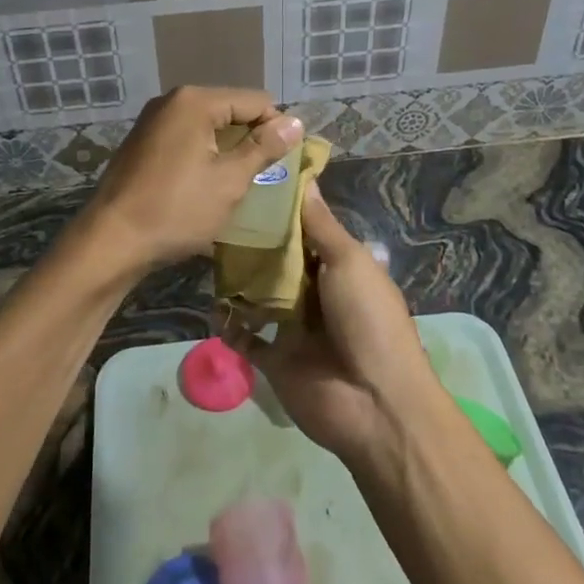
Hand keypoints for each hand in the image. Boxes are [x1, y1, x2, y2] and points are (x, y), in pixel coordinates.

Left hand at [77, 86, 302, 278]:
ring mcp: (152, 121)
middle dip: (250, 138)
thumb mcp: (230, 180)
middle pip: (229, 109)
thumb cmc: (176, 209)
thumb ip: (263, 148)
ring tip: (238, 181)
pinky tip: (206, 183)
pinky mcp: (142, 142)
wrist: (111, 241)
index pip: (255, 100)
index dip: (276, 128)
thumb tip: (295, 122)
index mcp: (195, 101)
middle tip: (264, 175)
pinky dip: (203, 154)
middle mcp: (172, 101)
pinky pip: (186, 138)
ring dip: (227, 148)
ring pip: (207, 125)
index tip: (285, 163)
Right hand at [236, 188, 438, 471]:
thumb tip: (306, 179)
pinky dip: (231, 325)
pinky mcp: (276, 359)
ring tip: (209, 258)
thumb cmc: (368, 320)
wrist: (374, 403)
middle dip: (254, 245)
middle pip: (279, 262)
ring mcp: (295, 328)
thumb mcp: (350, 262)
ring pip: (260, 296)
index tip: (250, 185)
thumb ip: (321, 226)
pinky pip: (247, 338)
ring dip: (239, 282)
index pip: (306, 232)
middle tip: (218, 219)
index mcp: (340, 268)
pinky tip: (214, 308)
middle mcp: (317, 294)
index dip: (282, 212)